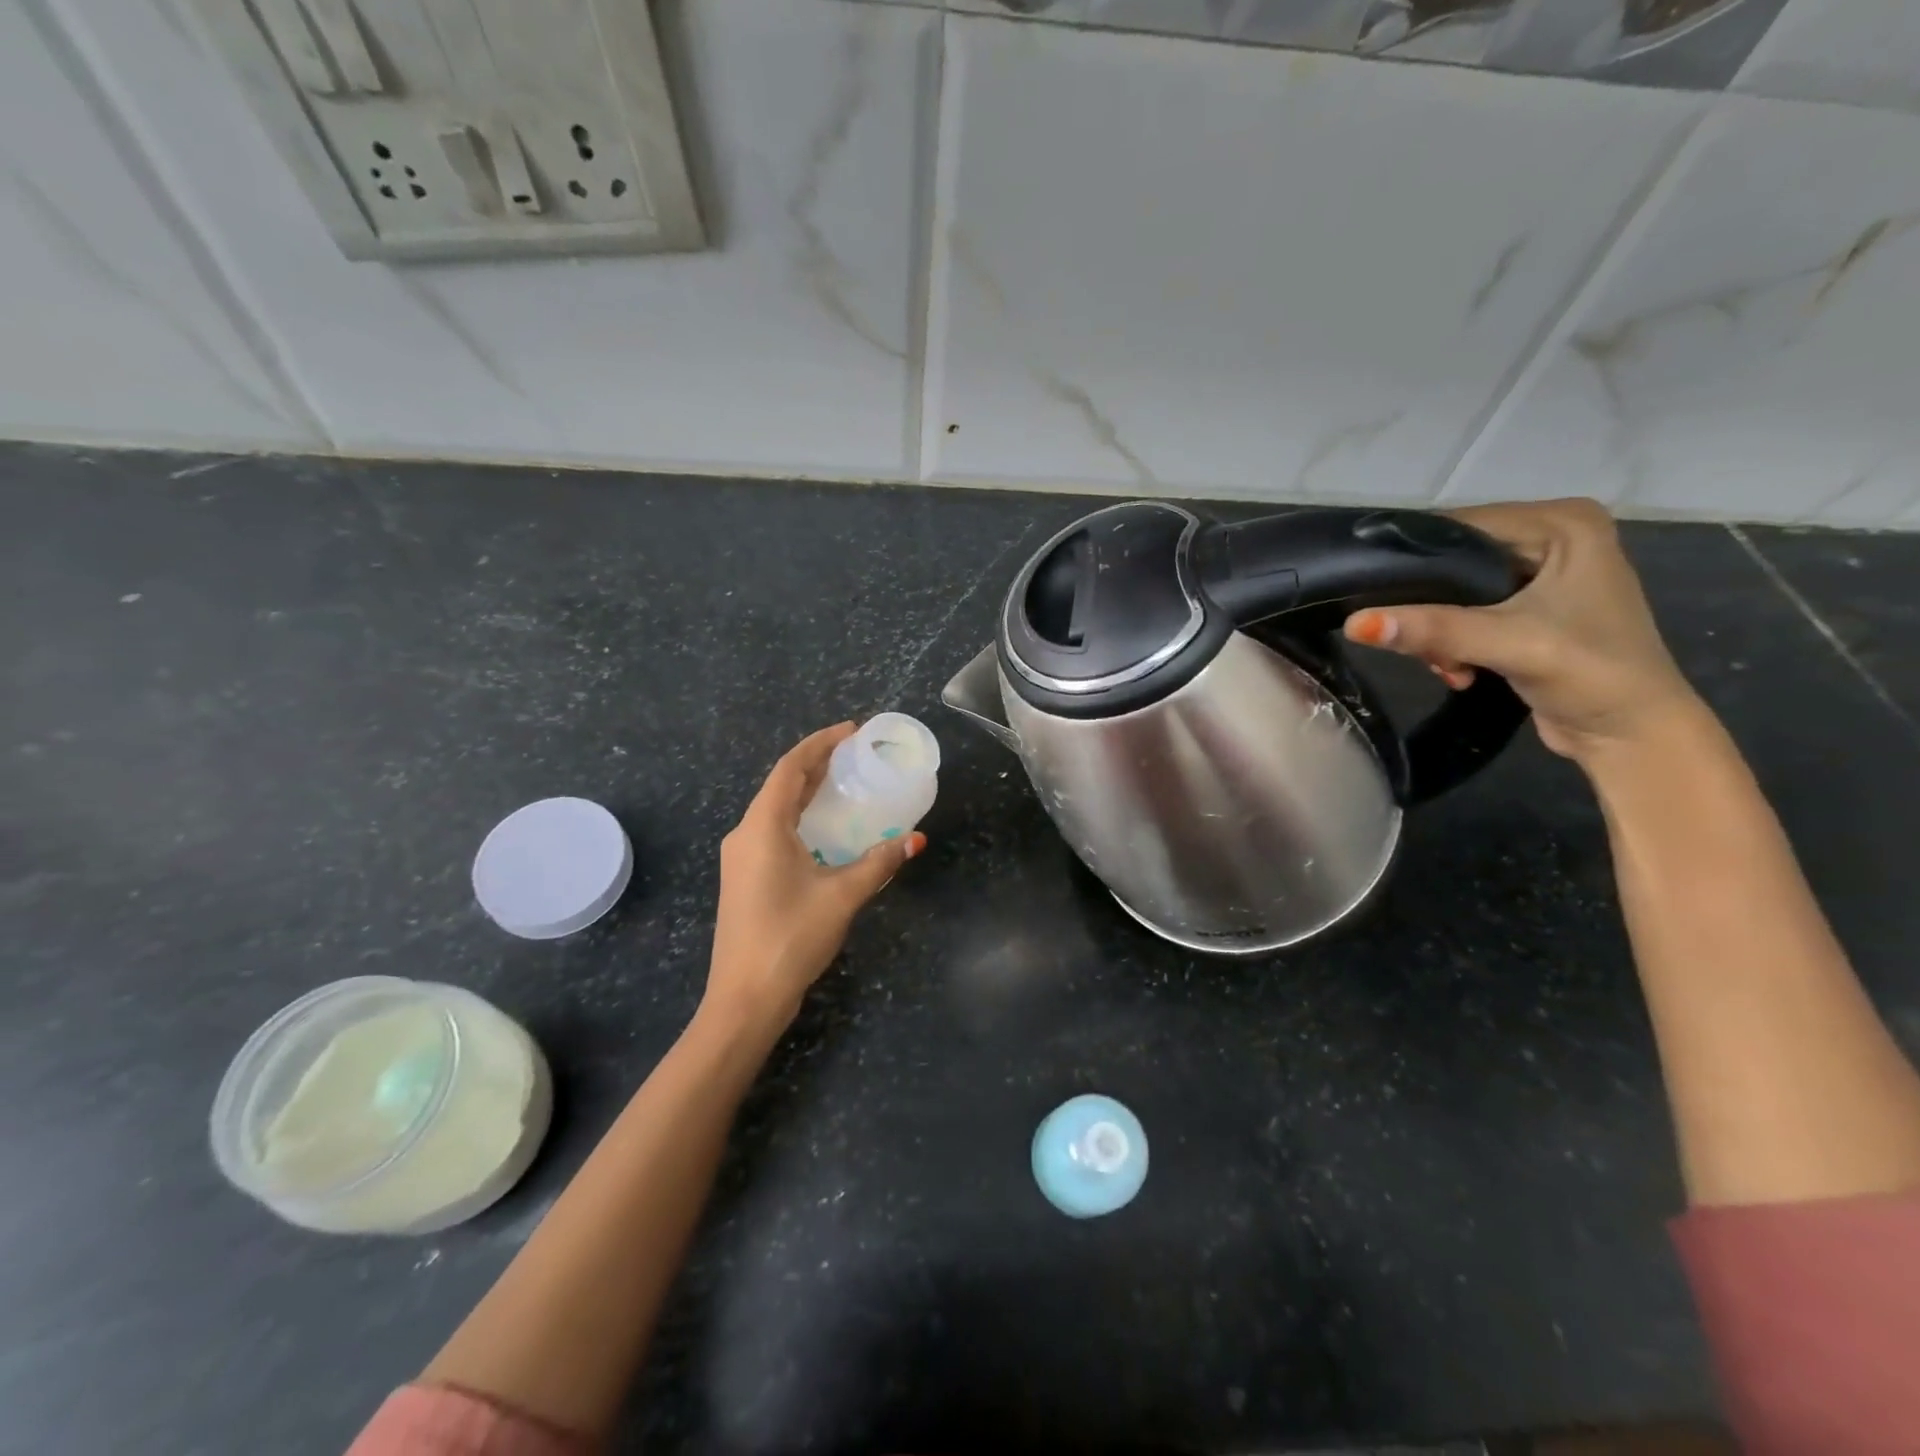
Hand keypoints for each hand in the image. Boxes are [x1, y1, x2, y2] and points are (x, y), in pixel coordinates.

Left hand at [704, 723, 925, 1031]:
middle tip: (855, 753)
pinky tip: (823, 828)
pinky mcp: (744, 878)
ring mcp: (741, 858)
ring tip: (844, 781)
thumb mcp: (842, 896)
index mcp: (762, 827)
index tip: (852, 731)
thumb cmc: (791, 938)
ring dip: (807, 791)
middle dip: (816, 764)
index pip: (791, 768)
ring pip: (775, 809)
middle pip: (782, 785)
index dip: (820, 744)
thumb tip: (914, 839)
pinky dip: (800, 817)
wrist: (745, 998)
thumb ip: (879, 862)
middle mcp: (745, 834)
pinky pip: (773, 831)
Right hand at [1344, 499, 1703, 763]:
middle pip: (1453, 561)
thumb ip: (1432, 630)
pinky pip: (1463, 612)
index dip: (1413, 562)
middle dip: (1426, 608)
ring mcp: (1539, 573)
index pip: (1461, 527)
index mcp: (1563, 524)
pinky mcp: (1527, 607)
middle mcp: (1551, 537)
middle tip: (1420, 647)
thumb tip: (1353, 624)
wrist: (1631, 735)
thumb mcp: (1508, 645)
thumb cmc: (1591, 676)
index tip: (1371, 596)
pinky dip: (1451, 642)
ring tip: (1447, 666)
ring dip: (1436, 633)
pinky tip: (1459, 670)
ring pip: (1452, 591)